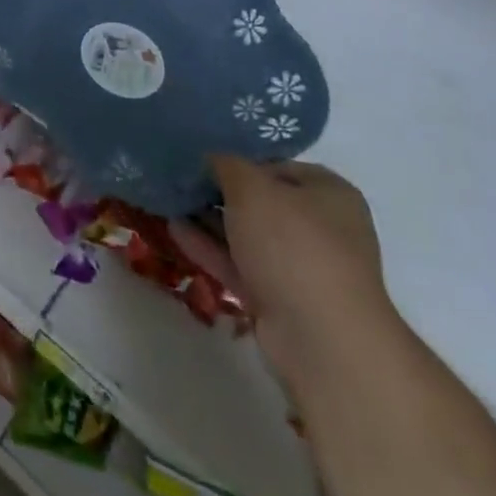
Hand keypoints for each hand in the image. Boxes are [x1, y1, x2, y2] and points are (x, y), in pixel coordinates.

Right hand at [173, 157, 397, 392]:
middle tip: (178, 177)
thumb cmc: (293, 245)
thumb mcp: (252, 188)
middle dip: (219, 192)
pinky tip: (174, 229)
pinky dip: (210, 248)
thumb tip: (211, 158)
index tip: (201, 156)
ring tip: (167, 200)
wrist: (321, 340)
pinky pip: (239, 265)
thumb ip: (226, 164)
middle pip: (261, 201)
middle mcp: (321, 229)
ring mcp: (301, 268)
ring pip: (247, 235)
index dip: (239, 158)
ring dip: (209, 220)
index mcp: (329, 194)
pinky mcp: (280, 300)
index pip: (276, 165)